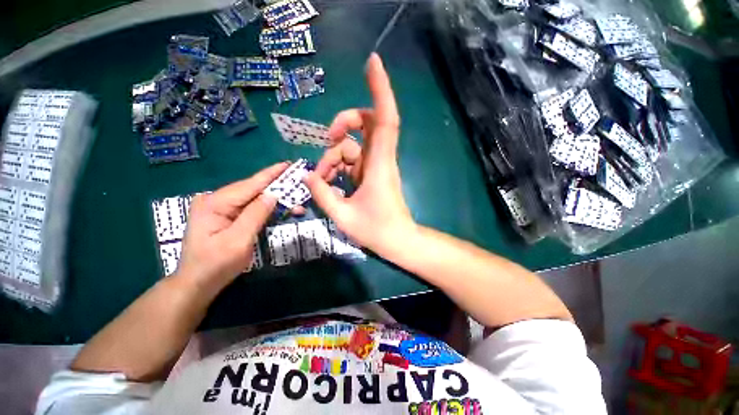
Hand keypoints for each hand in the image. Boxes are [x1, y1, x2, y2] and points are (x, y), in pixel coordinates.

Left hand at [175, 163, 287, 292]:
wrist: (196, 283)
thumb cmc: (216, 265)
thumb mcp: (238, 240)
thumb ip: (255, 214)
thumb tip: (273, 194)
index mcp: (215, 203)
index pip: (250, 184)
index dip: (271, 174)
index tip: (288, 164)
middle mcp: (215, 199)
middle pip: (252, 189)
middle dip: (276, 188)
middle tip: (297, 184)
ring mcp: (219, 207)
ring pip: (252, 198)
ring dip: (273, 200)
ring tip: (294, 201)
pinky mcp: (224, 215)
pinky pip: (249, 207)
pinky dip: (265, 208)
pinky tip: (278, 208)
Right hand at [304, 53, 415, 256]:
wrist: (397, 240)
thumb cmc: (376, 230)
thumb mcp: (343, 215)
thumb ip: (322, 194)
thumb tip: (307, 176)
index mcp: (378, 165)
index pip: (384, 119)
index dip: (380, 90)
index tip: (373, 63)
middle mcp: (379, 159)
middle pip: (366, 123)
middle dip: (344, 123)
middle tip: (327, 138)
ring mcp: (375, 166)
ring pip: (353, 146)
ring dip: (333, 157)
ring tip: (322, 180)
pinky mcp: (371, 174)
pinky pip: (352, 161)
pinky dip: (337, 167)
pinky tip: (329, 184)